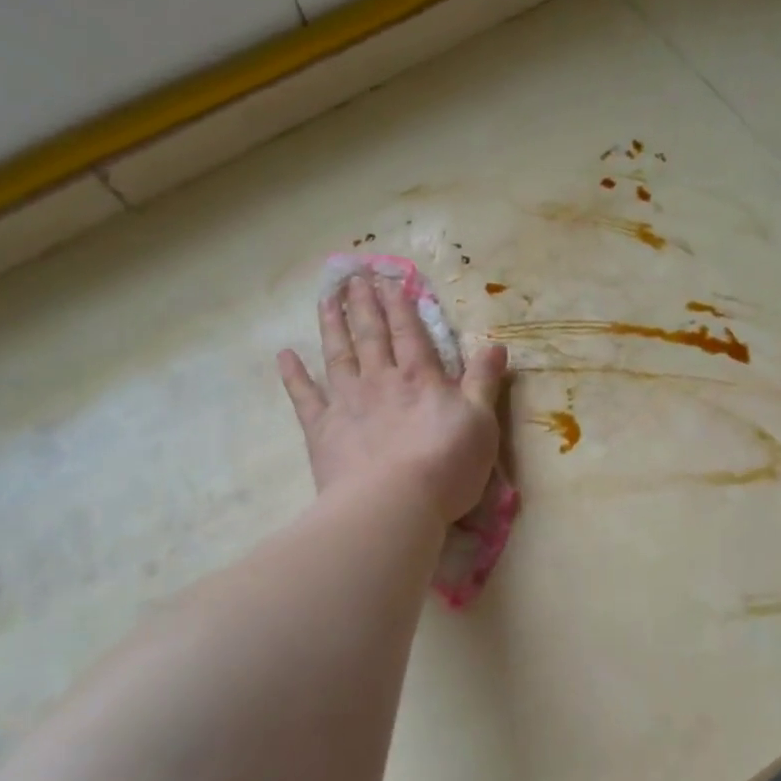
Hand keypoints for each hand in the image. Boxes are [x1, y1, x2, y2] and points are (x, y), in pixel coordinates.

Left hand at [278, 275, 507, 524]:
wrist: (394, 503)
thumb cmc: (446, 464)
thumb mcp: (481, 421)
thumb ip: (484, 381)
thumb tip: (497, 344)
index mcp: (419, 377)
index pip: (409, 332)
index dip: (400, 305)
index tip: (389, 279)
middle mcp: (380, 380)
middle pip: (370, 335)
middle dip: (363, 304)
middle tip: (353, 276)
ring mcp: (347, 402)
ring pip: (338, 354)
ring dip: (331, 324)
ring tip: (325, 298)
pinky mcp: (322, 429)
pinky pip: (304, 396)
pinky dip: (293, 375)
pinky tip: (284, 355)